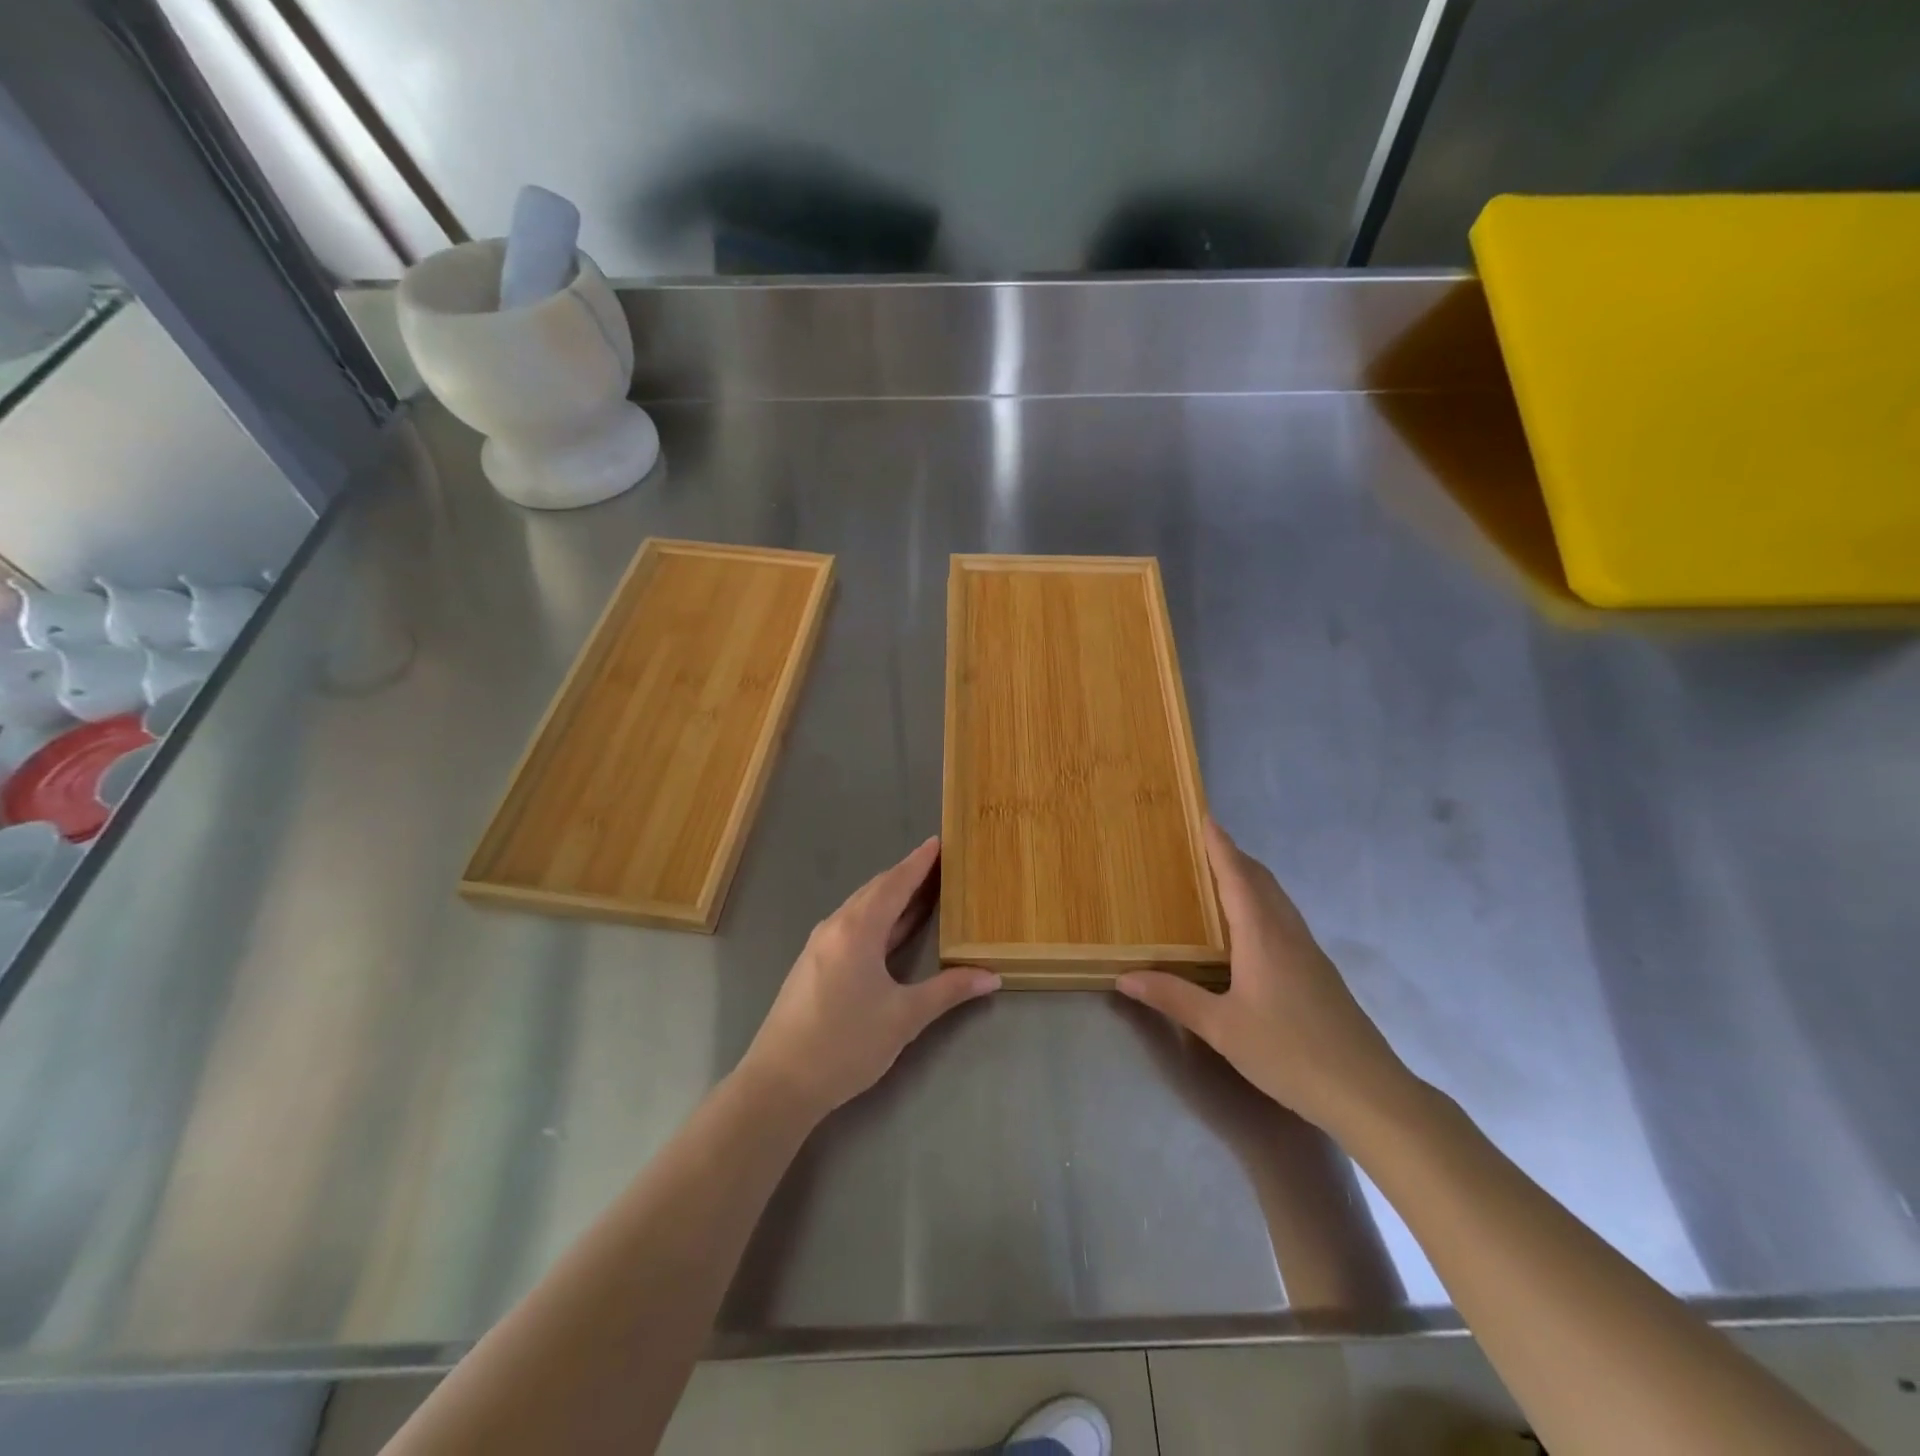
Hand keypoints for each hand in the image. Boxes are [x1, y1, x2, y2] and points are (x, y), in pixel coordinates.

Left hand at [740, 837, 998, 1120]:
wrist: (779, 1083)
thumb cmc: (845, 1044)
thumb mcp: (903, 1018)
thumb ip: (948, 991)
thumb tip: (990, 976)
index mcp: (857, 930)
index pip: (894, 884)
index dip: (918, 862)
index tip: (938, 841)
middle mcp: (835, 927)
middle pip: (875, 890)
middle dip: (907, 875)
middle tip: (938, 864)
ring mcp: (820, 945)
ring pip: (861, 908)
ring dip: (890, 896)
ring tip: (921, 891)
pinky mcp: (813, 964)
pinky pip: (850, 925)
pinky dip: (876, 917)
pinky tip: (890, 931)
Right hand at [1117, 820, 1418, 1139]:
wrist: (1367, 1092)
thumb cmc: (1288, 1052)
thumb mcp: (1221, 1028)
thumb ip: (1173, 998)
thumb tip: (1125, 977)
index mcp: (1262, 936)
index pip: (1238, 877)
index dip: (1220, 846)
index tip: (1206, 817)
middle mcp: (1287, 934)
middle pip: (1261, 880)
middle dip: (1234, 856)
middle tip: (1205, 843)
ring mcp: (1309, 953)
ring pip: (1277, 900)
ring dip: (1251, 879)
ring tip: (1223, 875)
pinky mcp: (1320, 973)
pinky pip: (1285, 920)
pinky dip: (1263, 904)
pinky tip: (1252, 928)